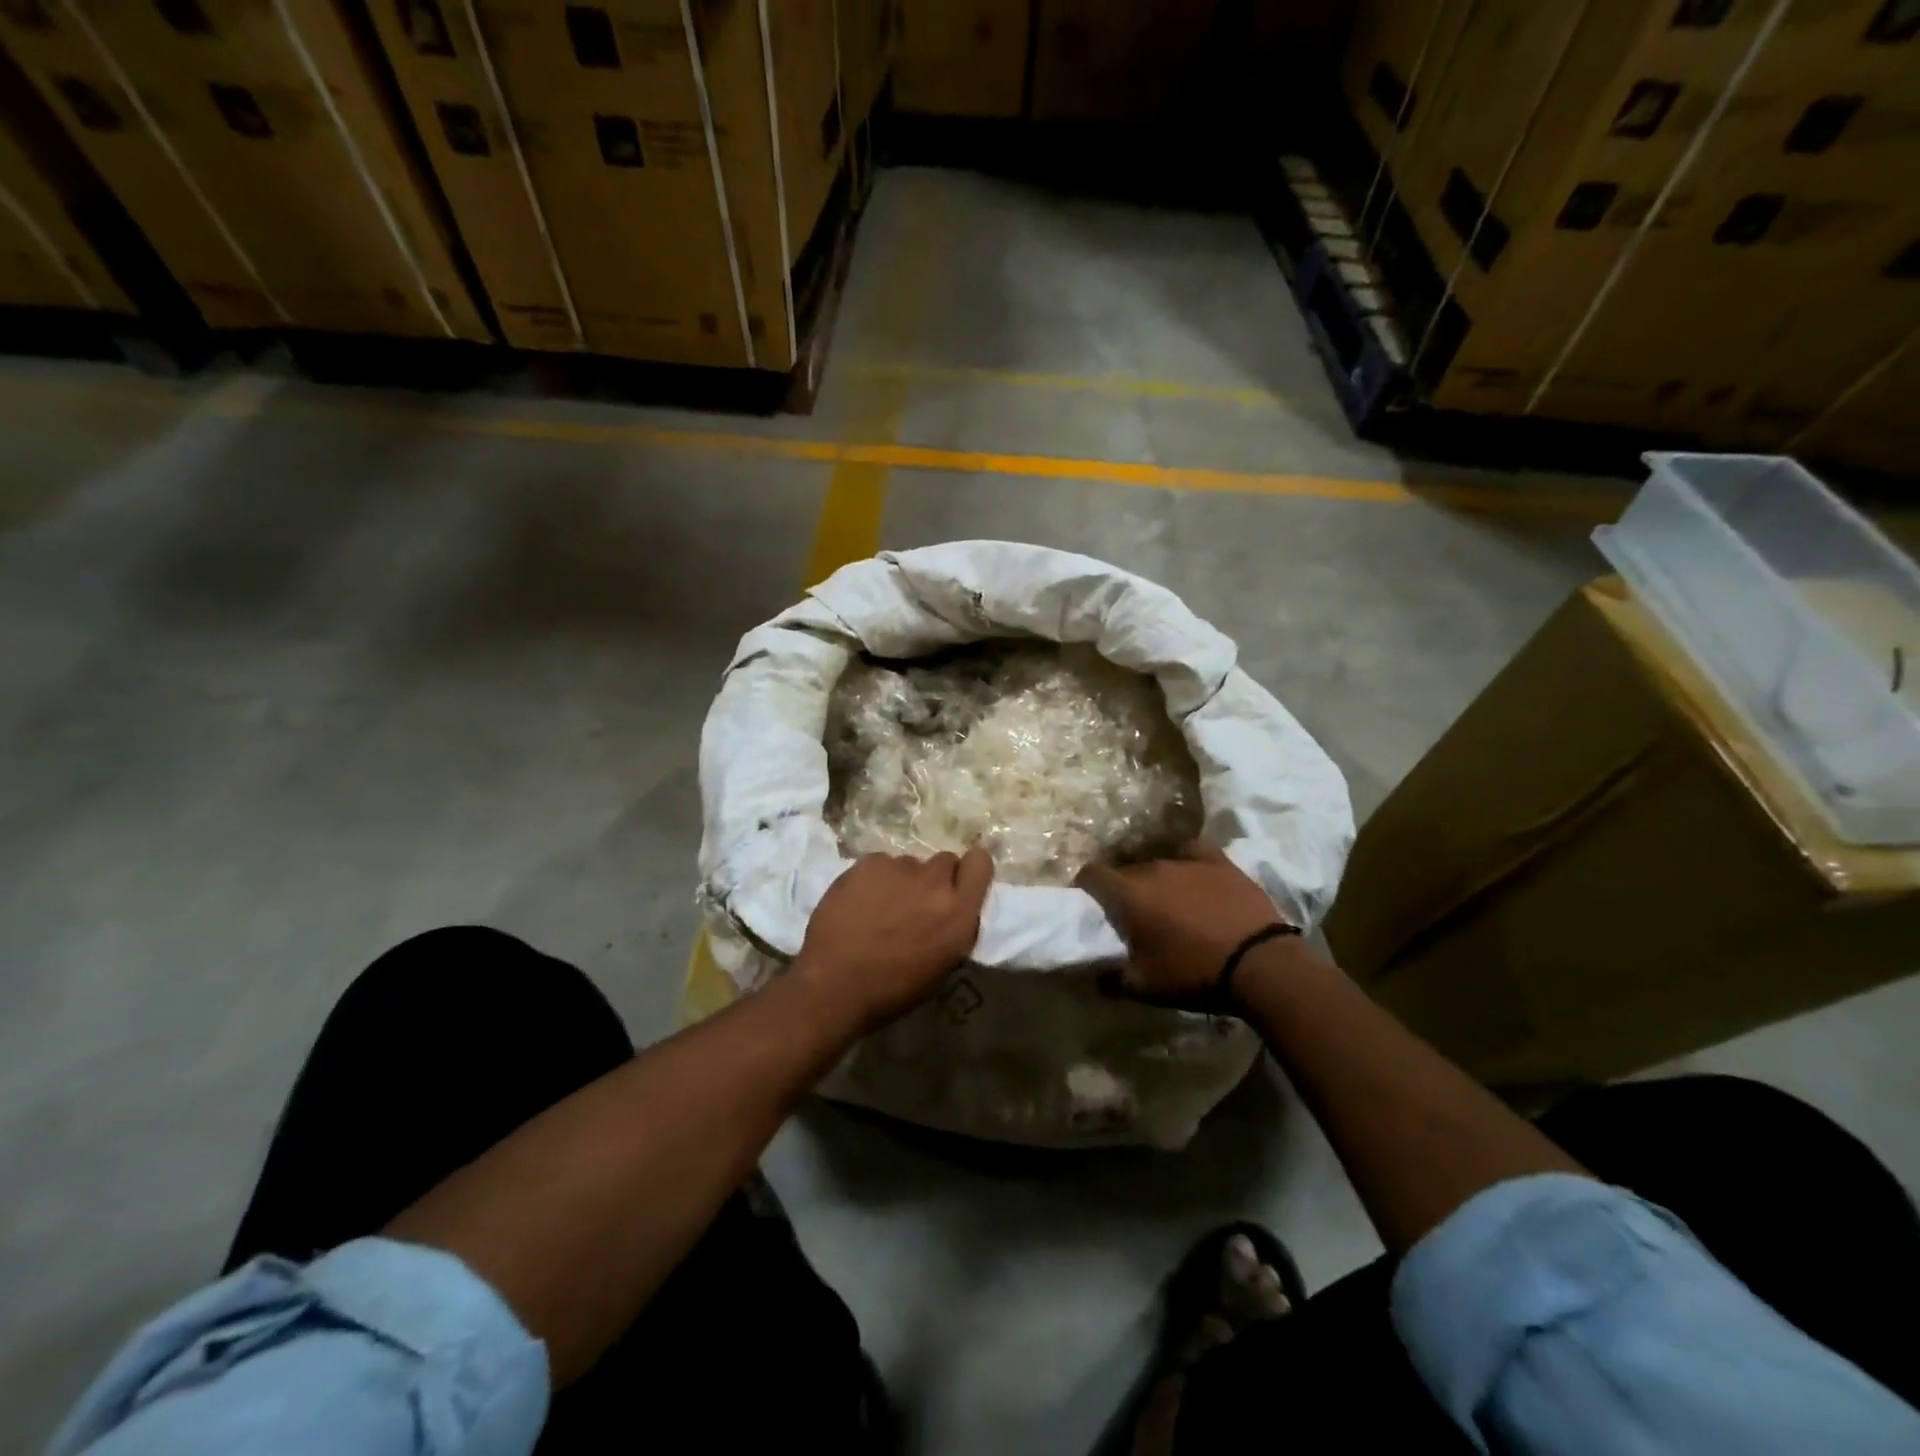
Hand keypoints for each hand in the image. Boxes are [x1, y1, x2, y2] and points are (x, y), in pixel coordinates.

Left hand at [791, 849, 993, 1033]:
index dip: (970, 869)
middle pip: (945, 860)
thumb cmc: (891, 989)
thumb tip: (951, 909)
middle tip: (914, 901)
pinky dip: (873, 879)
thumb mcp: (941, 965)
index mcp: (959, 913)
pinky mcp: (869, 863)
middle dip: (934, 878)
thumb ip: (954, 927)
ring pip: (909, 864)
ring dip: (901, 880)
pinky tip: (858, 902)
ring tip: (879, 907)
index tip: (957, 883)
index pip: (981, 863)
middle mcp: (935, 883)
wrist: (834, 984)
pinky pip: (880, 864)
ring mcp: (900, 868)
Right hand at [1076, 842, 1293, 1009]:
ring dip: (1156, 882)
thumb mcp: (1145, 988)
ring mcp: (1187, 861)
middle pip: (1126, 871)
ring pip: (1158, 864)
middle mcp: (1152, 868)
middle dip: (1124, 890)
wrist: (1261, 965)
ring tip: (1170, 904)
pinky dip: (1186, 862)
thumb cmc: (1194, 974)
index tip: (1092, 904)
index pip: (1091, 874)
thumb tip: (1094, 974)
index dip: (1086, 887)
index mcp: (1128, 894)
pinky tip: (1192, 877)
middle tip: (1134, 916)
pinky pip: (1191, 852)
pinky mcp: (1218, 861)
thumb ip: (1111, 978)